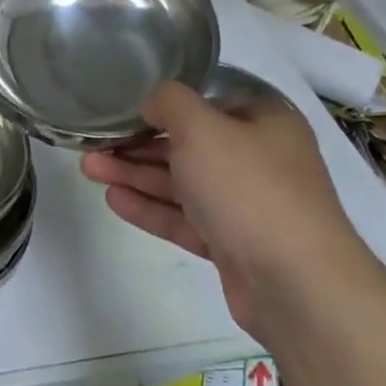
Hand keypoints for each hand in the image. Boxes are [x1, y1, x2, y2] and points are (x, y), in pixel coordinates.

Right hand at [81, 80, 374, 337]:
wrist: (296, 284)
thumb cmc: (248, 188)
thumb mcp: (202, 127)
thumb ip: (169, 102)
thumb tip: (152, 102)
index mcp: (263, 121)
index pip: (206, 102)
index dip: (161, 105)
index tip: (120, 108)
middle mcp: (258, 158)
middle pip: (188, 144)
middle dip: (137, 144)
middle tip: (92, 143)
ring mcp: (247, 204)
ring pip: (182, 183)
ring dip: (135, 175)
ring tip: (88, 169)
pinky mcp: (234, 244)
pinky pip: (185, 218)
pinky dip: (151, 207)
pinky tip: (113, 199)